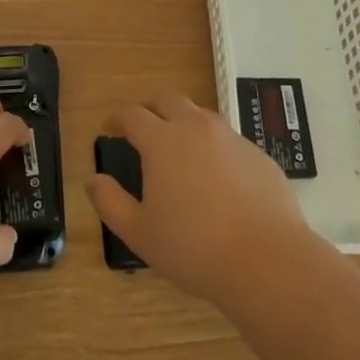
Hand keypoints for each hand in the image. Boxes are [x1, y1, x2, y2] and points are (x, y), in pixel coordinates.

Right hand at [86, 94, 311, 303]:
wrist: (267, 260)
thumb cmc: (193, 248)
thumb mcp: (139, 233)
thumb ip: (110, 202)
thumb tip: (93, 179)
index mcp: (162, 141)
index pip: (132, 115)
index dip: (116, 118)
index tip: (109, 128)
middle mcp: (196, 127)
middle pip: (167, 99)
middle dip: (149, 107)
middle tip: (141, 126)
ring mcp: (231, 137)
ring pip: (199, 114)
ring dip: (182, 121)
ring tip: (178, 147)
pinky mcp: (258, 153)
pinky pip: (227, 138)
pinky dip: (212, 145)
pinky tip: (215, 174)